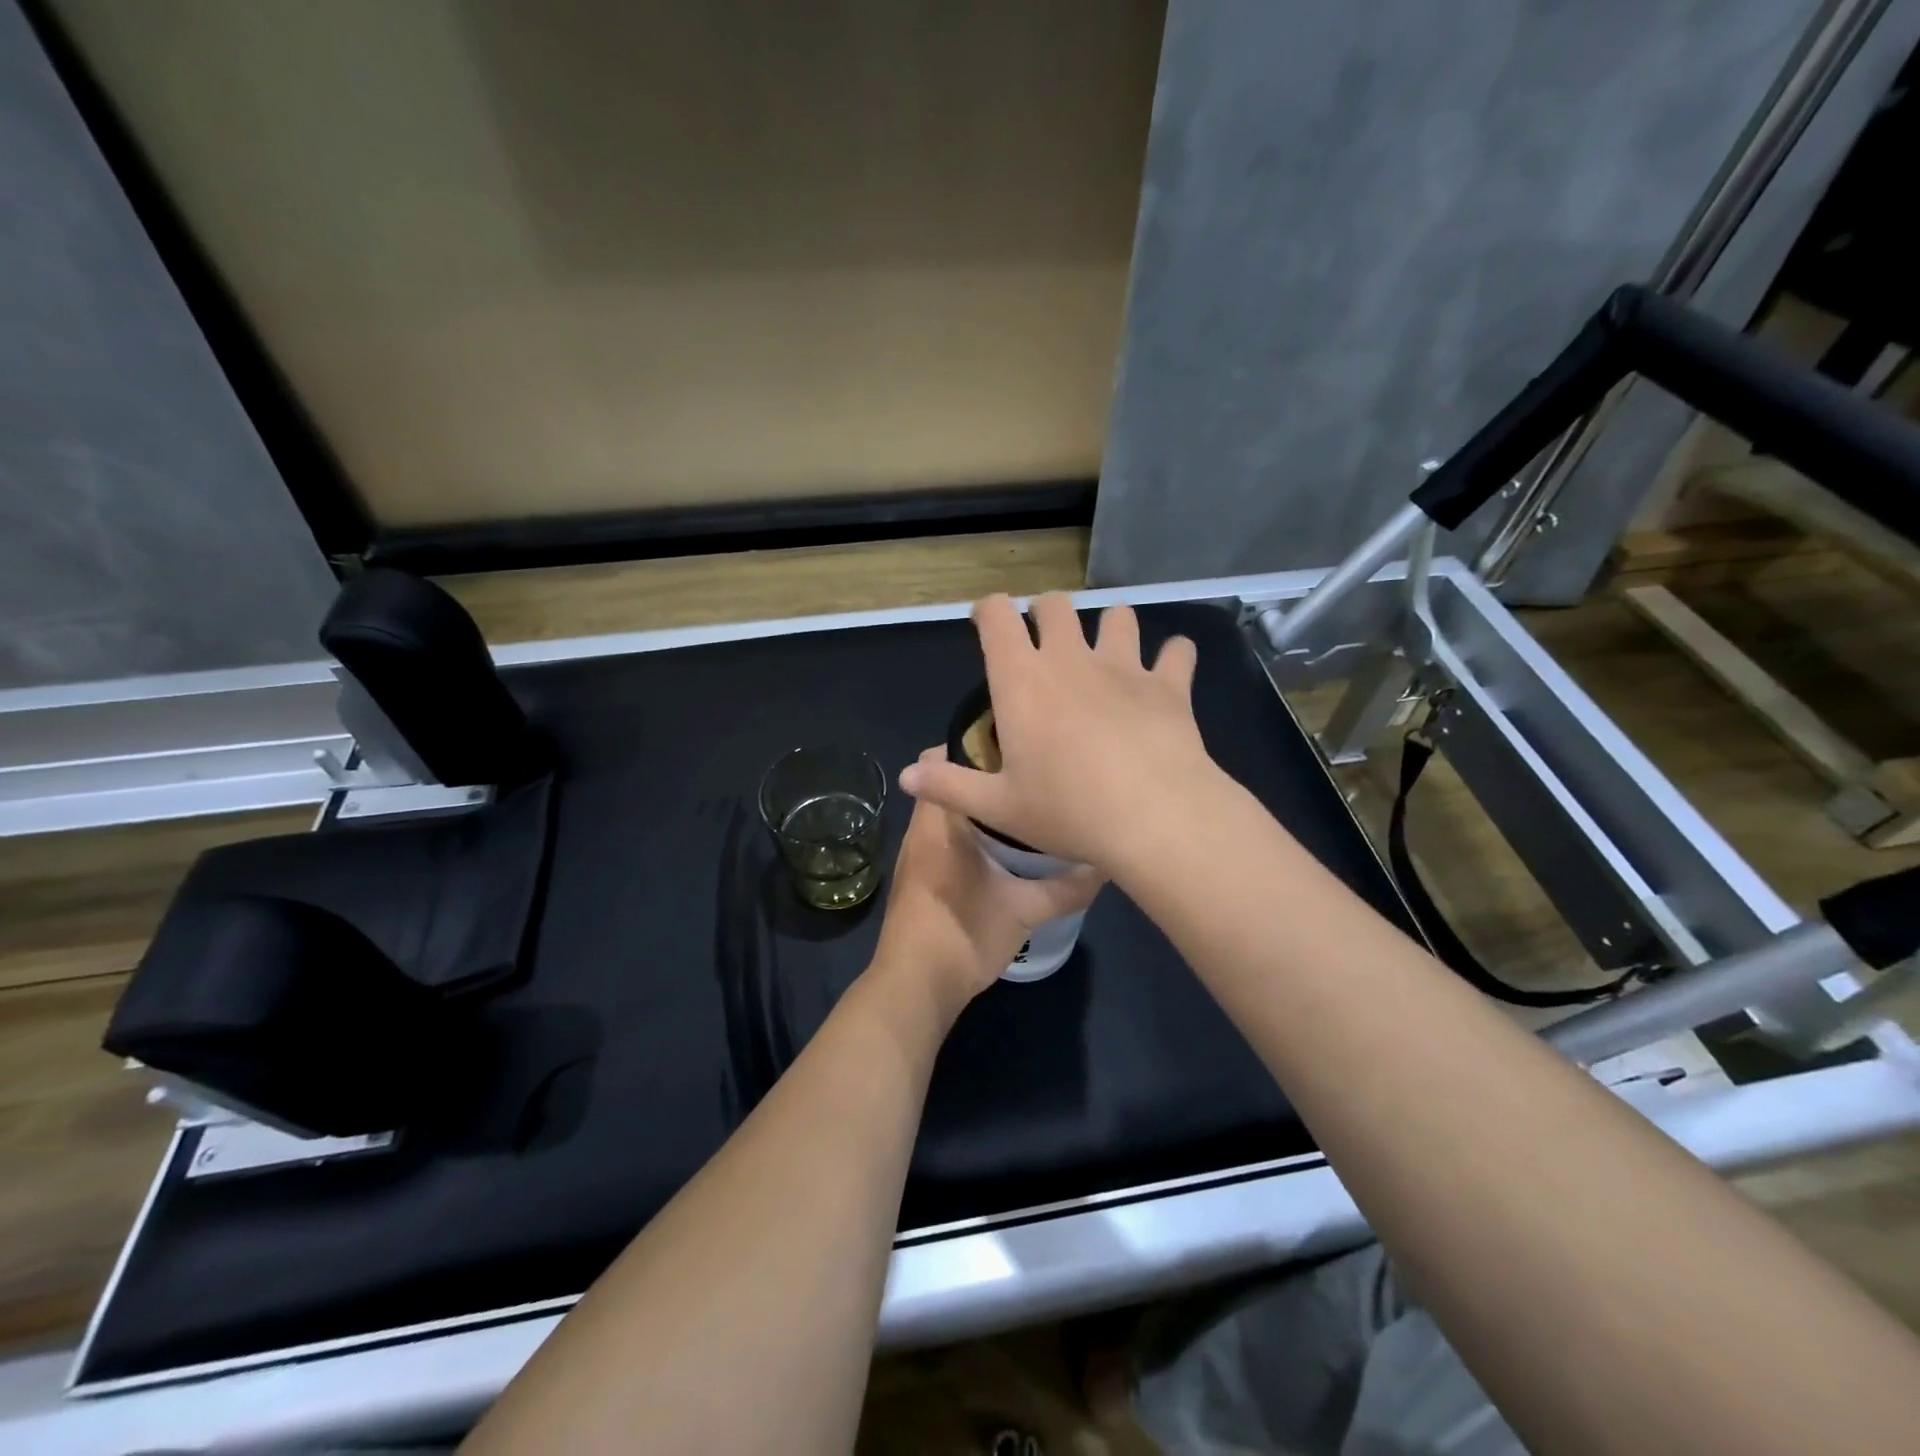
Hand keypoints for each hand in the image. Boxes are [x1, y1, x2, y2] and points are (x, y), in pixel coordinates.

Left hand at [871, 748, 1103, 1021]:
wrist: (915, 987)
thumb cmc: (963, 935)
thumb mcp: (1024, 911)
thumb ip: (1066, 887)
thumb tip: (1104, 865)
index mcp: (938, 822)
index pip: (939, 758)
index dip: (973, 743)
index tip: (1014, 743)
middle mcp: (921, 829)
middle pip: (948, 784)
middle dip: (985, 776)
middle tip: (1031, 774)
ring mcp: (916, 853)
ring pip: (948, 813)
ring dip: (980, 807)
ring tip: (1026, 805)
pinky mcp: (920, 875)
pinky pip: (946, 836)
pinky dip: (971, 832)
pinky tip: (1006, 848)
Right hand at [898, 594, 1220, 873]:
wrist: (1154, 818)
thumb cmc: (1068, 811)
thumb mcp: (998, 807)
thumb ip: (948, 786)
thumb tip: (906, 776)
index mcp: (1022, 681)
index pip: (998, 617)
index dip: (989, 610)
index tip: (987, 622)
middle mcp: (1070, 660)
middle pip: (1056, 605)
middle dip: (1045, 613)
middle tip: (1044, 642)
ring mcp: (1124, 667)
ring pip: (1118, 616)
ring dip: (1109, 626)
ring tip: (1107, 652)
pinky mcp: (1169, 685)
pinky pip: (1177, 651)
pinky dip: (1173, 656)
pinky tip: (1169, 671)